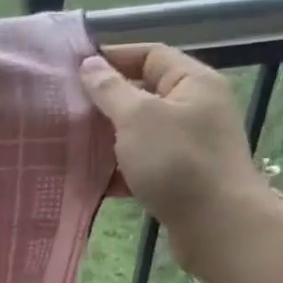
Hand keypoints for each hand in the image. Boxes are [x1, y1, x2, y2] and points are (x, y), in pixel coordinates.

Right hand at [80, 44, 277, 279]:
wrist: (218, 227)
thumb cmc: (178, 162)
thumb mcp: (138, 118)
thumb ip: (110, 90)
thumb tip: (90, 64)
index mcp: (192, 83)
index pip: (150, 55)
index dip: (113, 57)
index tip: (73, 69)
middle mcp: (195, 109)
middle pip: (144, 95)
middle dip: (105, 102)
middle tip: (64, 109)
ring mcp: (189, 147)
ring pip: (140, 134)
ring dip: (107, 139)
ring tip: (69, 144)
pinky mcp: (180, 180)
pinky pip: (143, 166)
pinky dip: (118, 171)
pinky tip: (89, 179)